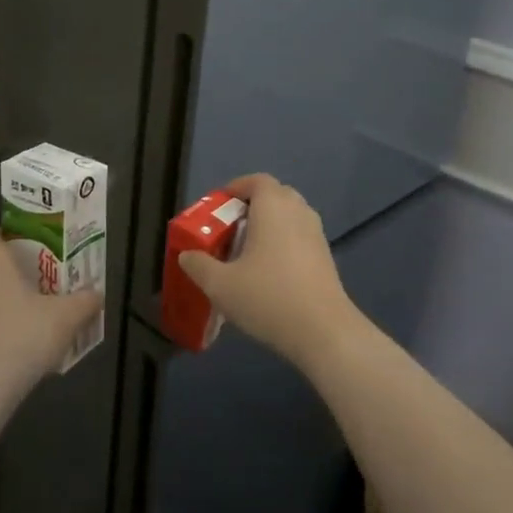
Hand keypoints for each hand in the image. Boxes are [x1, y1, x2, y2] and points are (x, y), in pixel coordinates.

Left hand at [0, 229, 103, 388]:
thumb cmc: (23, 335)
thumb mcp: (67, 316)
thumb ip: (85, 301)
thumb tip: (96, 295)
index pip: (0, 233)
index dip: (21, 241)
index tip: (43, 255)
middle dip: (14, 274)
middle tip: (42, 287)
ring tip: (28, 319)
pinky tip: (9, 346)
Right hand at [178, 175, 362, 371]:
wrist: (324, 331)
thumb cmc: (269, 297)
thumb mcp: (221, 285)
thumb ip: (198, 266)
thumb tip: (187, 255)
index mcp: (273, 206)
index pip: (256, 181)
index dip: (236, 188)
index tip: (217, 207)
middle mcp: (298, 211)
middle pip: (274, 195)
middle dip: (250, 207)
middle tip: (229, 229)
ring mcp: (316, 233)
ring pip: (289, 217)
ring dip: (268, 226)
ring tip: (247, 252)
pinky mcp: (326, 256)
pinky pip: (299, 236)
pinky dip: (283, 242)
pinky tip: (269, 272)